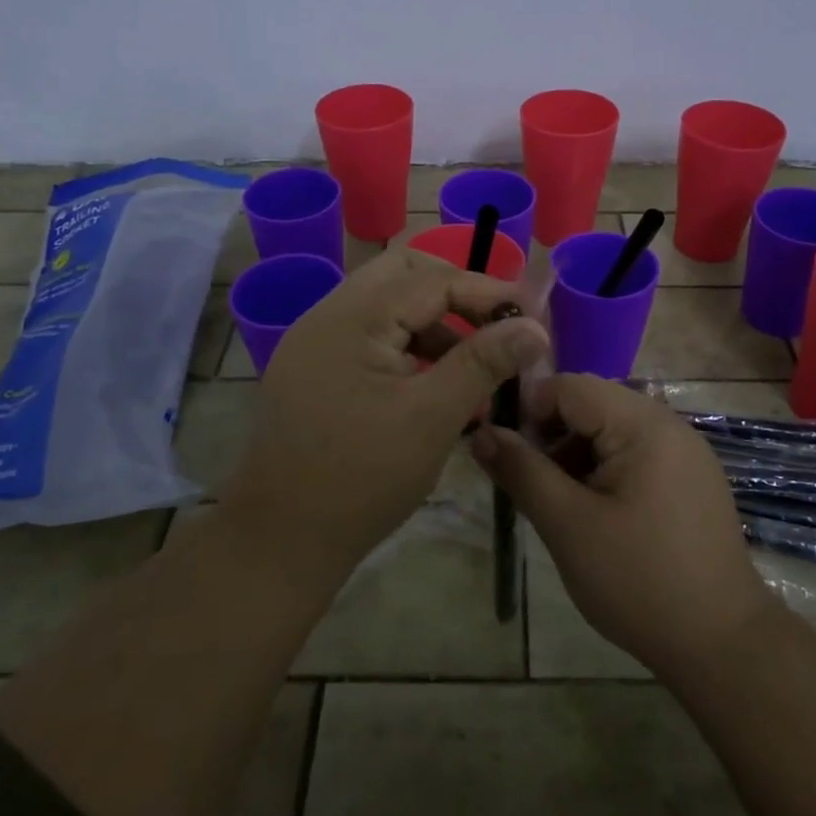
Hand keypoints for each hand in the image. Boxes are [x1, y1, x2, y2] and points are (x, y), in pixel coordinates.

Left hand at [224, 246, 548, 576]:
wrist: (281, 539)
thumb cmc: (362, 478)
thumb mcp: (432, 418)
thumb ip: (483, 363)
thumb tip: (534, 326)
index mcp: (353, 319)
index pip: (433, 279)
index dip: (489, 292)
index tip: (533, 317)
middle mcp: (327, 315)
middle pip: (404, 276)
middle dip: (456, 295)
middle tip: (497, 328)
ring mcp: (315, 341)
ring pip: (386, 305)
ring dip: (432, 323)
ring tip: (471, 366)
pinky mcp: (313, 369)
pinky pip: (368, 335)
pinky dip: (406, 345)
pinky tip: (432, 383)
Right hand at [471, 374, 774, 680]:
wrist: (722, 645)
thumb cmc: (639, 581)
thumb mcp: (568, 525)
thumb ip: (522, 472)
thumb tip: (481, 433)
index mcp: (644, 424)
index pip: (570, 386)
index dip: (530, 411)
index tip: (510, 456)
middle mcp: (669, 425)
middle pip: (592, 404)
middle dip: (552, 435)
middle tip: (533, 484)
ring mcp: (686, 452)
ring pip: (611, 429)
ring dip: (576, 454)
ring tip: (560, 504)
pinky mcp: (691, 480)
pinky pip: (635, 453)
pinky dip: (604, 469)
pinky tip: (595, 513)